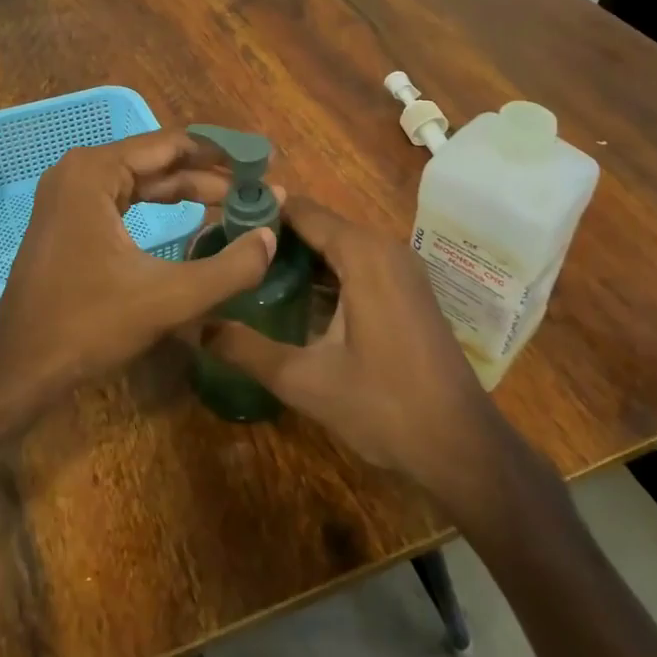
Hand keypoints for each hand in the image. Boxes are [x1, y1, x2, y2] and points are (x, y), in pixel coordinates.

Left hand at [0, 130, 276, 409]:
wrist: (21, 368)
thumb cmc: (89, 325)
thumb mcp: (169, 298)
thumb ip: (230, 268)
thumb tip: (272, 236)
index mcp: (96, 171)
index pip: (173, 145)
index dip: (222, 154)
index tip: (263, 165)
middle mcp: (79, 170)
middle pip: (158, 160)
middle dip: (209, 175)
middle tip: (258, 190)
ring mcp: (69, 195)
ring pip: (142, 181)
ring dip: (188, 191)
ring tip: (237, 203)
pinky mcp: (68, 220)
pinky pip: (124, 200)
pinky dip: (160, 206)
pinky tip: (193, 217)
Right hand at [203, 197, 509, 495]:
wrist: (461, 445)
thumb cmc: (384, 406)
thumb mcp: (305, 380)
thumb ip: (247, 349)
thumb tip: (195, 327)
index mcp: (363, 254)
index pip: (302, 211)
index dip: (261, 212)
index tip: (219, 223)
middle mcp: (385, 248)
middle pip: (320, 226)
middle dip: (275, 237)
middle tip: (226, 252)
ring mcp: (402, 269)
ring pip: (339, 247)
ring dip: (299, 256)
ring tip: (249, 271)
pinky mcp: (408, 291)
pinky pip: (358, 265)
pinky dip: (326, 273)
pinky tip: (293, 297)